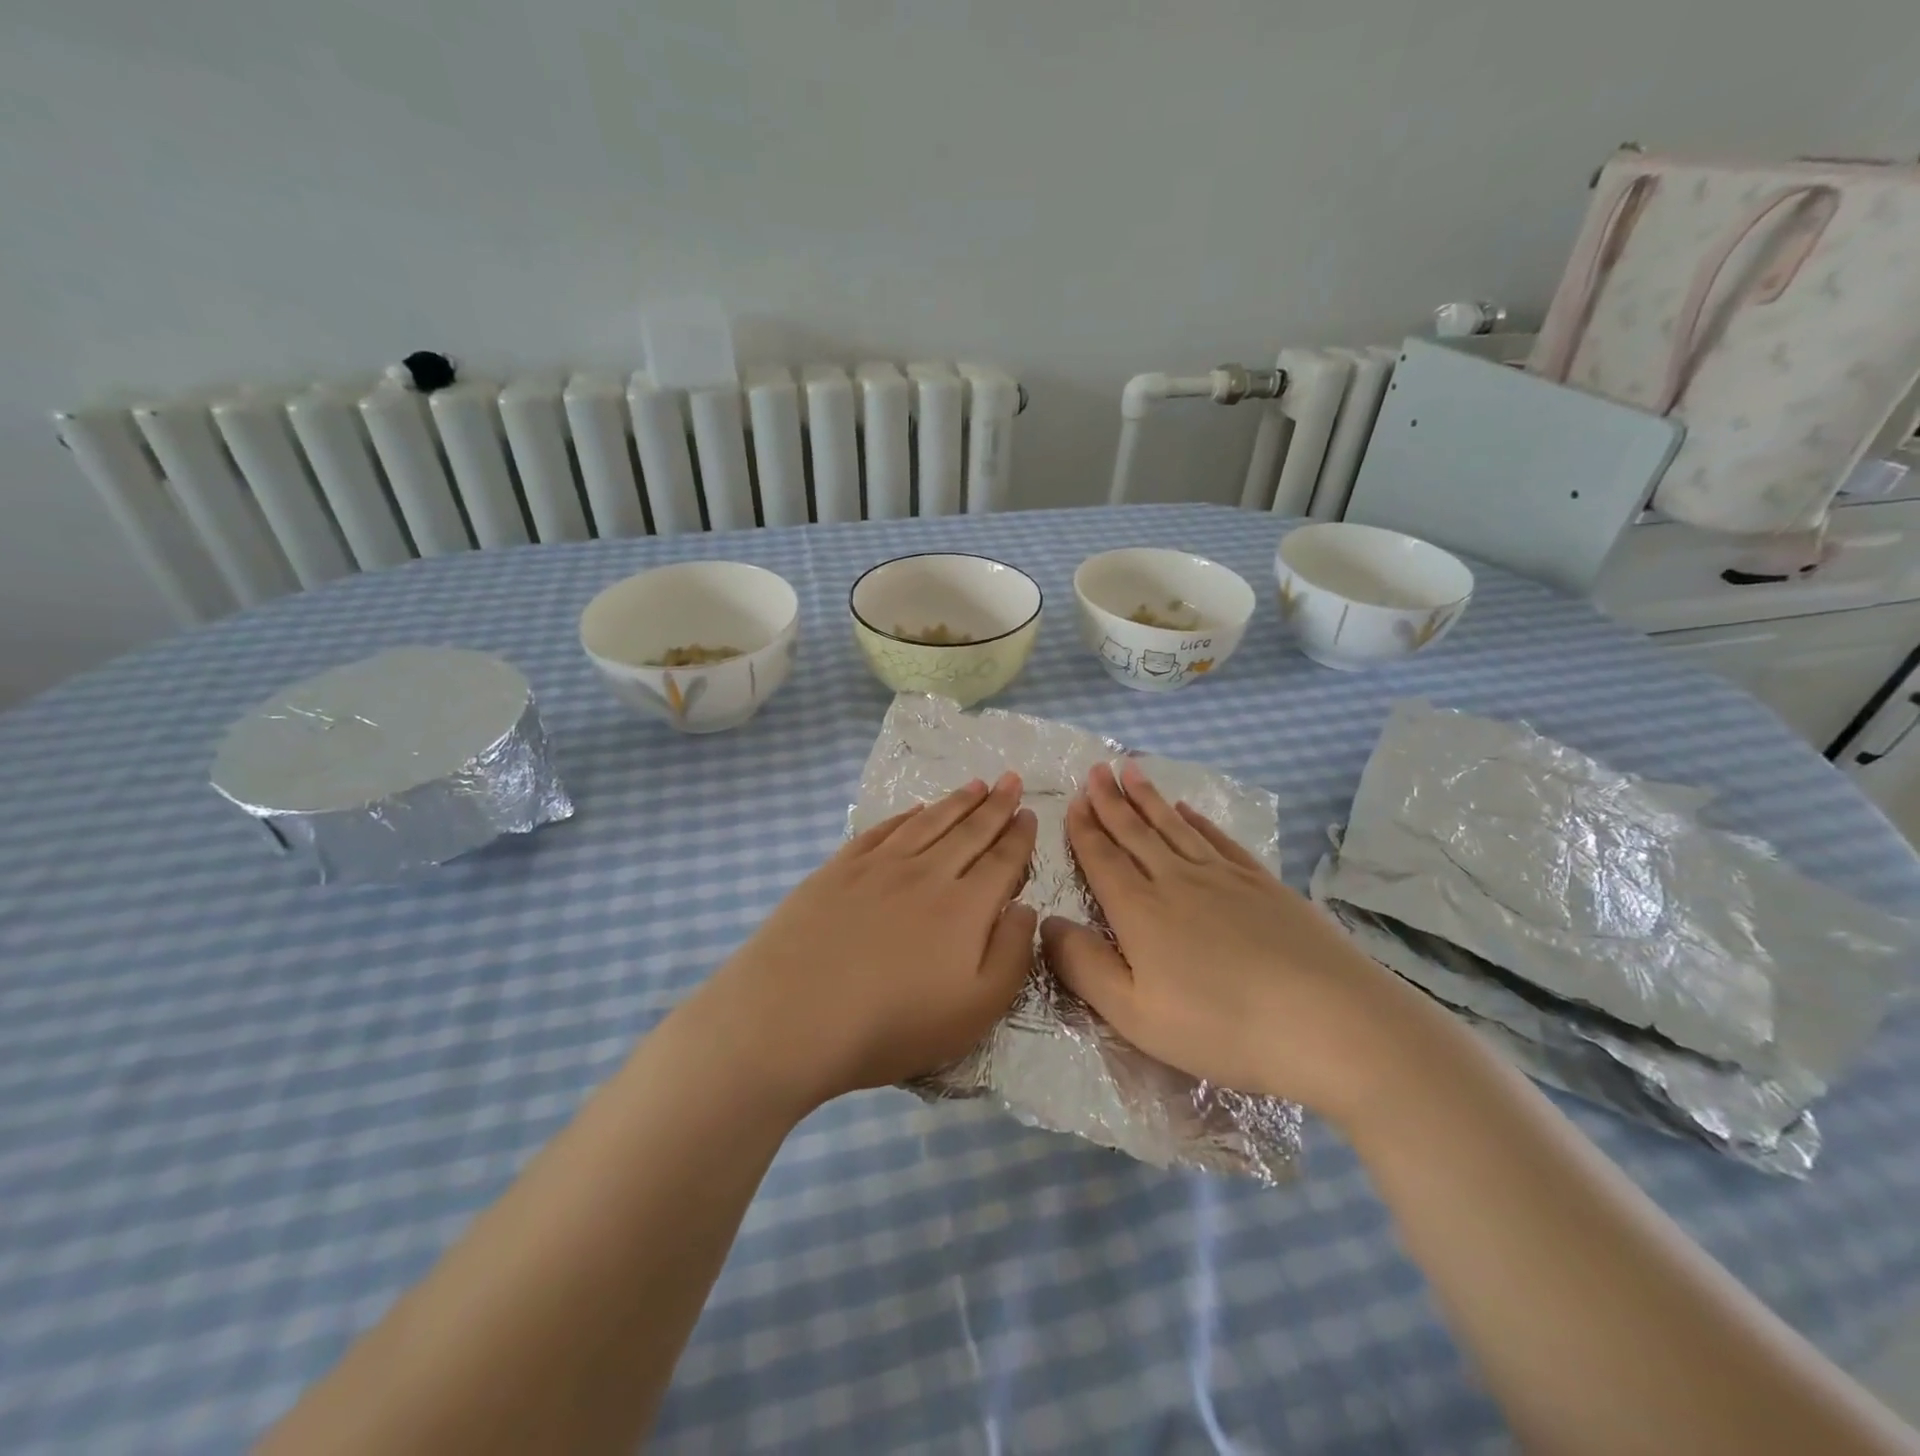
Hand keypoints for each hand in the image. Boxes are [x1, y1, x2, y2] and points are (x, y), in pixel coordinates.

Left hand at [702, 774, 1037, 1107]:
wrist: (792, 1015)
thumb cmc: (891, 1024)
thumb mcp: (975, 1009)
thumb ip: (1011, 954)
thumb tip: (1024, 907)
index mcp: (965, 907)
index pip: (1002, 860)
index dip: (1018, 836)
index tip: (1029, 812)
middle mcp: (927, 873)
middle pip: (969, 831)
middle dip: (995, 805)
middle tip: (1011, 780)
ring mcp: (879, 866)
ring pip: (929, 822)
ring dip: (956, 801)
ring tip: (976, 784)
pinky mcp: (839, 868)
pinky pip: (883, 829)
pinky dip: (906, 815)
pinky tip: (916, 809)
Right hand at [1043, 761, 1439, 1126]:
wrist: (1329, 1022)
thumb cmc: (1221, 1027)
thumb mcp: (1134, 1014)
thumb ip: (1084, 967)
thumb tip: (1047, 923)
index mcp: (1140, 911)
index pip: (1102, 859)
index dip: (1085, 829)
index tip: (1074, 799)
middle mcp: (1176, 880)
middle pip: (1136, 832)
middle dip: (1111, 800)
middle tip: (1097, 768)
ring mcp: (1224, 878)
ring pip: (1174, 827)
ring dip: (1149, 798)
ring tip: (1132, 771)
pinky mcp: (1263, 884)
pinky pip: (1218, 840)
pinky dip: (1198, 820)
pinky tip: (1189, 810)